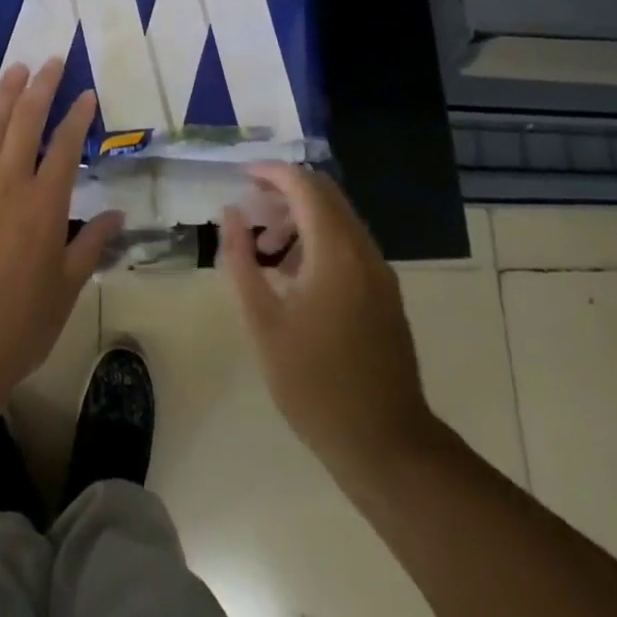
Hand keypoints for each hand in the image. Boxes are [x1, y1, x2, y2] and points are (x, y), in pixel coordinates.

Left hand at [0, 59, 123, 402]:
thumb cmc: (20, 323)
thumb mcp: (67, 287)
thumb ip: (92, 245)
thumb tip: (118, 215)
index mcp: (45, 205)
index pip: (65, 147)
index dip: (76, 116)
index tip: (85, 94)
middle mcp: (8, 186)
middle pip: (25, 123)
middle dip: (40, 88)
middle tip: (49, 62)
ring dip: (3, 95)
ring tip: (15, 70)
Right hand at [219, 164, 434, 475]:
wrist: (386, 444)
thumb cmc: (314, 384)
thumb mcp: (263, 322)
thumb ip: (241, 260)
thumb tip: (230, 214)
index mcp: (335, 250)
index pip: (304, 185)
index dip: (270, 172)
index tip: (240, 175)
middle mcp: (363, 249)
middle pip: (324, 195)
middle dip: (284, 192)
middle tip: (249, 211)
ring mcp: (380, 272)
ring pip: (338, 219)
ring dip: (300, 219)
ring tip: (264, 249)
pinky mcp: (385, 293)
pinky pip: (349, 245)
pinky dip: (318, 241)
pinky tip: (293, 277)